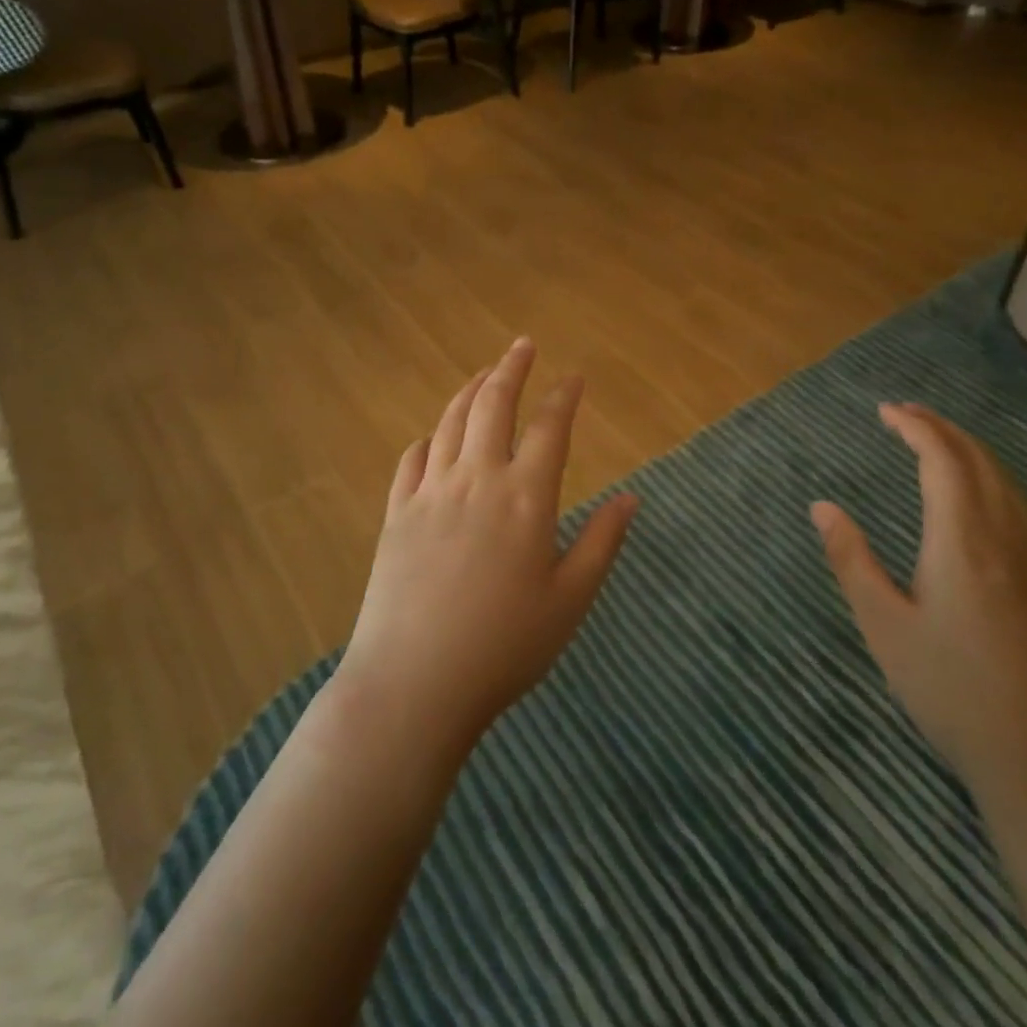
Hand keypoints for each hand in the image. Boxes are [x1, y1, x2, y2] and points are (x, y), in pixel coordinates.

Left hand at [339, 338, 637, 754]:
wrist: (415, 682)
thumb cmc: (505, 646)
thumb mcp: (570, 600)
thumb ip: (601, 543)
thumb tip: (631, 497)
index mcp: (525, 497)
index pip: (549, 428)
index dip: (563, 397)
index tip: (574, 377)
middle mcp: (477, 479)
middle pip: (493, 406)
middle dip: (511, 368)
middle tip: (523, 345)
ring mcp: (430, 492)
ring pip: (450, 422)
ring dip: (469, 391)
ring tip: (484, 374)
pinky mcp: (396, 513)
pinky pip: (411, 459)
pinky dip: (427, 438)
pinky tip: (433, 437)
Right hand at [811, 403, 1026, 793]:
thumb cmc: (949, 689)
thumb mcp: (883, 625)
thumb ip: (851, 559)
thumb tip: (822, 505)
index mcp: (962, 541)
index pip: (942, 461)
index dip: (915, 428)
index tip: (884, 410)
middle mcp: (1005, 538)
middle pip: (979, 462)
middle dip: (942, 428)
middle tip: (904, 413)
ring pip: (1005, 482)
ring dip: (968, 450)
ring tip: (933, 440)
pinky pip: (1017, 506)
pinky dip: (988, 477)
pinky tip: (974, 494)